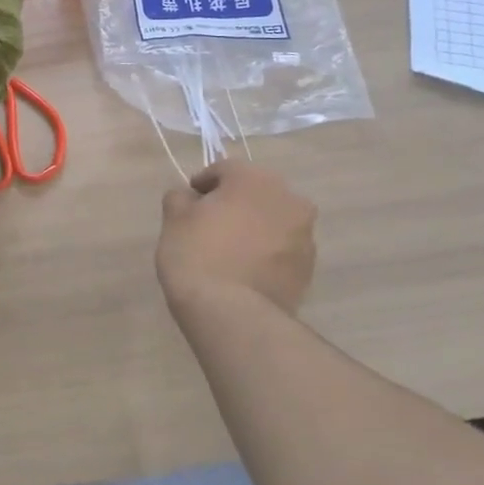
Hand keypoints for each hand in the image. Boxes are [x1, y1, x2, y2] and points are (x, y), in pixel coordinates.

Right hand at [157, 160, 316, 316]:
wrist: (231, 313)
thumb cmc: (197, 254)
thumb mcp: (174, 218)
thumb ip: (181, 197)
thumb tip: (191, 198)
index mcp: (255, 179)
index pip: (224, 170)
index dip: (202, 185)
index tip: (187, 204)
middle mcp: (289, 199)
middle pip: (254, 193)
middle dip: (234, 204)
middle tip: (208, 225)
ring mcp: (305, 235)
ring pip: (272, 220)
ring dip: (253, 227)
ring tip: (229, 251)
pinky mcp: (309, 267)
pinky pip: (282, 249)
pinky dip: (266, 252)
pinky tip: (244, 270)